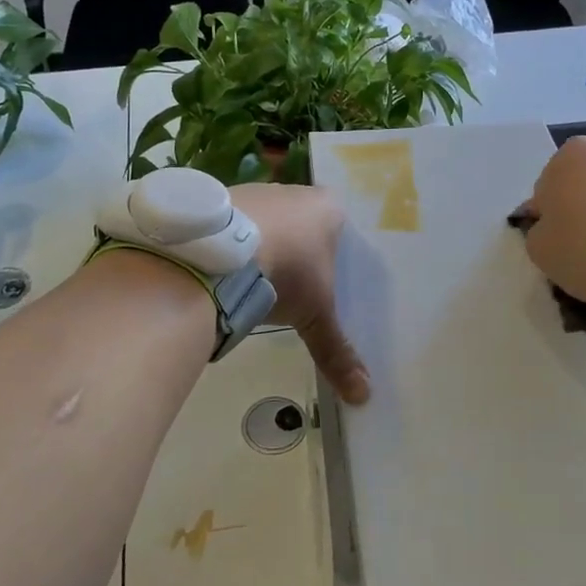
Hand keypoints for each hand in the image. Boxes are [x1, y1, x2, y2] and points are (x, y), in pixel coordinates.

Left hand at [230, 183, 370, 404]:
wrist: (222, 253)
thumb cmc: (286, 273)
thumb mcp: (315, 316)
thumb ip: (336, 350)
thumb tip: (363, 394)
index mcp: (328, 207)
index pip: (340, 227)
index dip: (334, 254)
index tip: (325, 278)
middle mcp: (293, 191)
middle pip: (302, 222)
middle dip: (299, 250)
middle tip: (294, 284)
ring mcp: (255, 190)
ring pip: (267, 220)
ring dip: (264, 245)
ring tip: (258, 279)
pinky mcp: (221, 199)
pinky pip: (236, 223)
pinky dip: (236, 243)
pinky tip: (230, 267)